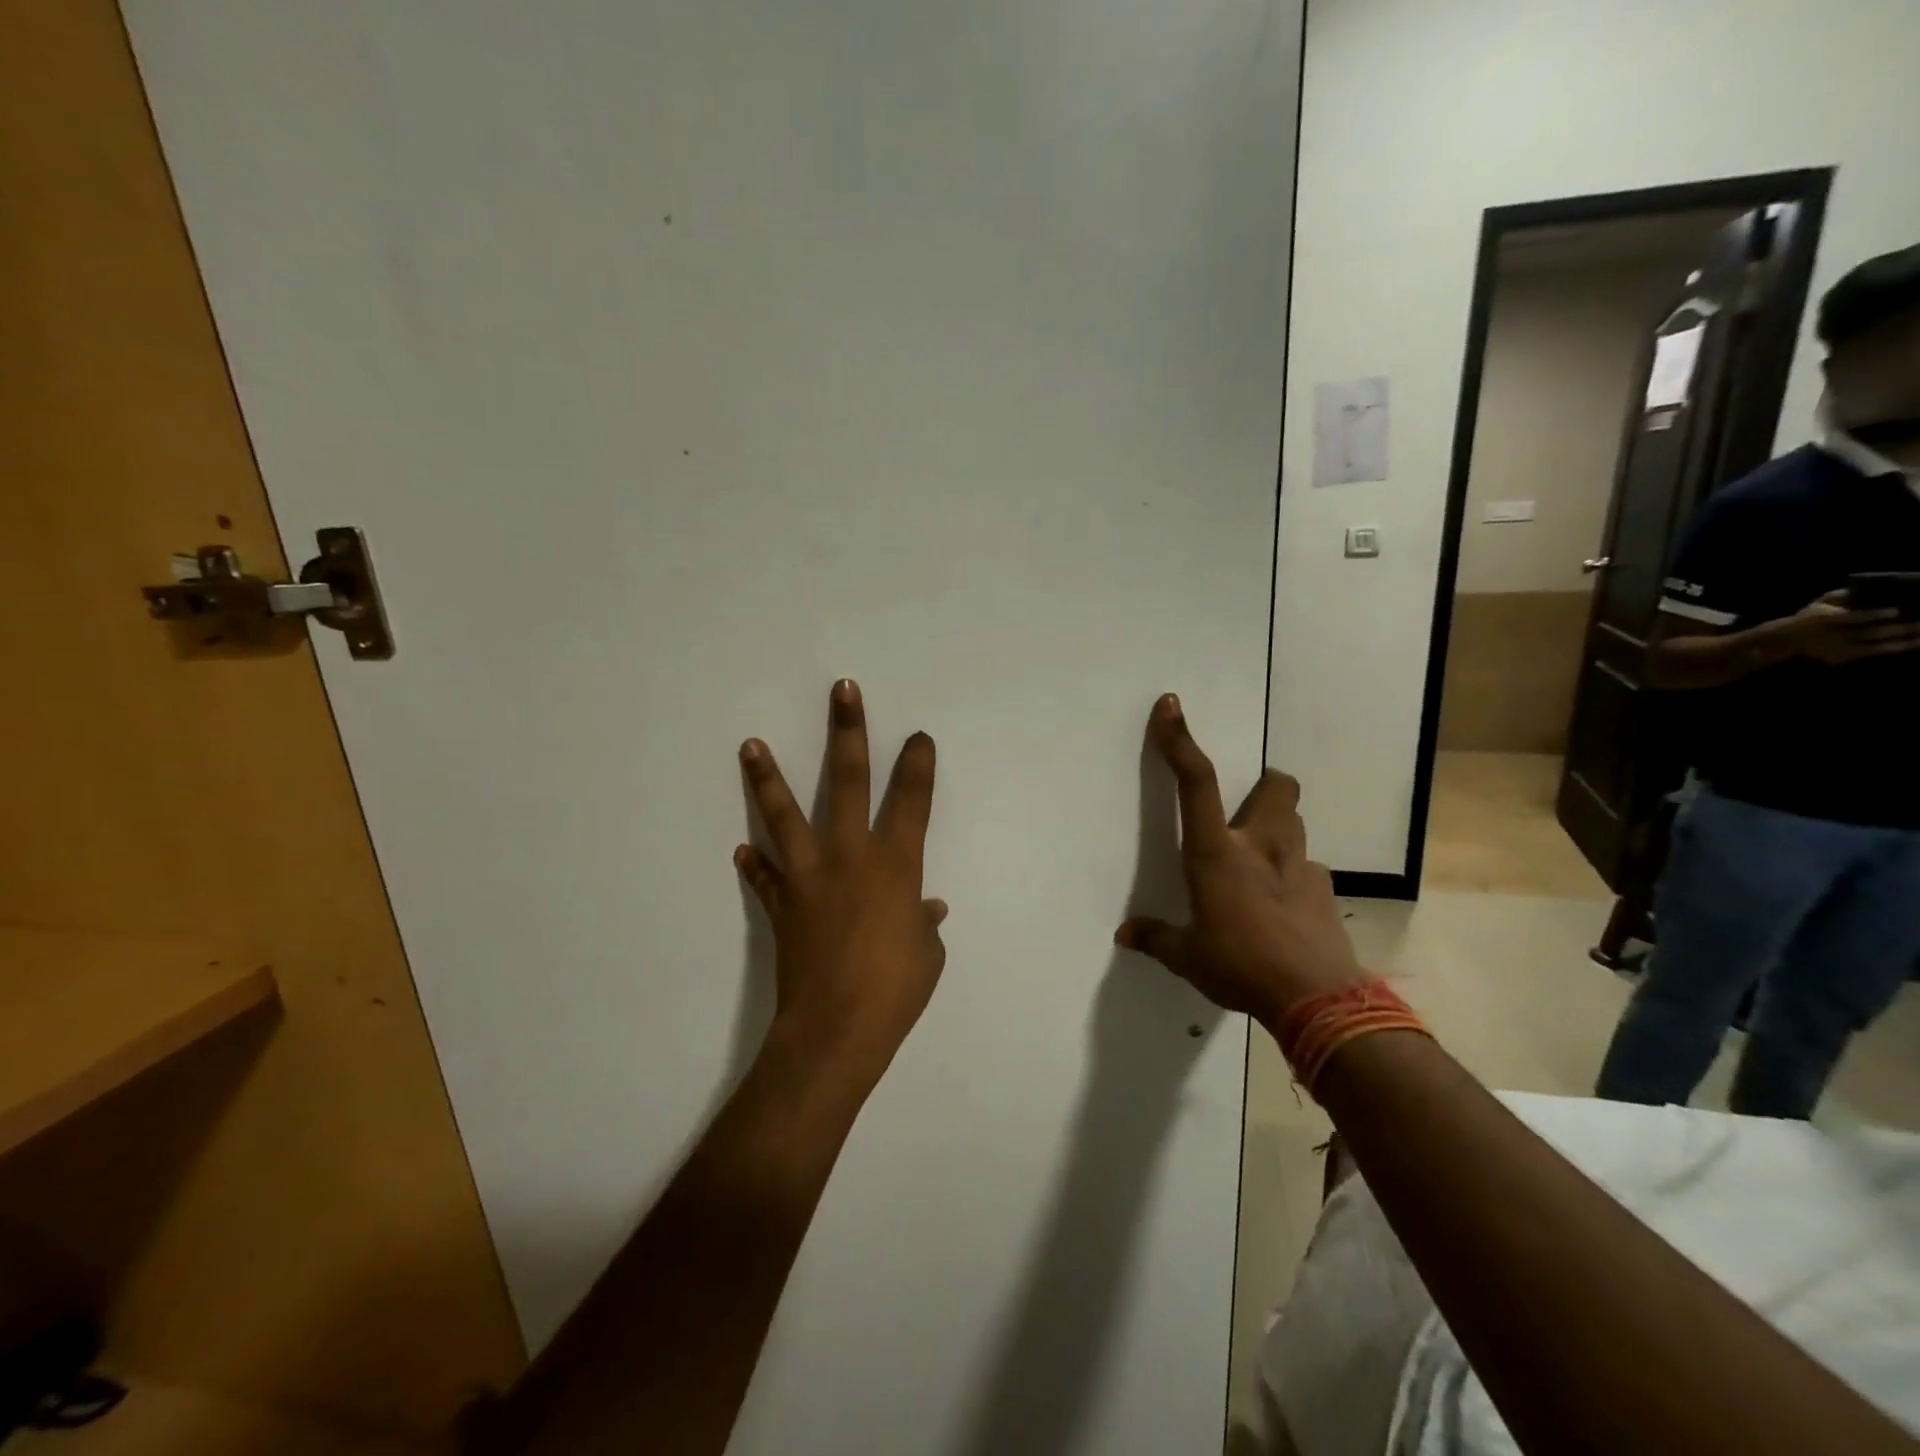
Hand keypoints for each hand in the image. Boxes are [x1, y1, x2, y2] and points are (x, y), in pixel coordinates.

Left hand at [736, 681, 946, 1086]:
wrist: (835, 1031)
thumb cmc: (895, 991)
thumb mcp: (927, 955)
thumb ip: (923, 924)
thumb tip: (925, 909)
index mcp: (895, 866)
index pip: (912, 801)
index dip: (918, 765)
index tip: (918, 738)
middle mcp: (851, 857)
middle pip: (848, 782)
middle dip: (848, 732)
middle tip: (842, 691)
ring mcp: (810, 877)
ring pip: (786, 816)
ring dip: (768, 778)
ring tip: (750, 744)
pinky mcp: (783, 904)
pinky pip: (765, 878)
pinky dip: (755, 866)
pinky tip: (742, 849)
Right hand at [1115, 695, 1367, 1028]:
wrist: (1317, 1001)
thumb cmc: (1240, 966)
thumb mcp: (1188, 957)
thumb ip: (1157, 939)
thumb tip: (1125, 935)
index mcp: (1216, 853)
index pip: (1196, 782)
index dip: (1180, 741)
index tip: (1171, 706)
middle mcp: (1260, 846)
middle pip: (1277, 785)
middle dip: (1263, 784)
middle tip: (1245, 810)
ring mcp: (1299, 865)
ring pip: (1295, 821)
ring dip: (1278, 826)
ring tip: (1260, 859)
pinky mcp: (1325, 890)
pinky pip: (1308, 866)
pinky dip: (1294, 874)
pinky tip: (1283, 905)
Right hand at [1774, 591, 1919, 663]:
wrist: (1785, 640)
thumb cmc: (1808, 616)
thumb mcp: (1820, 602)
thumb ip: (1843, 594)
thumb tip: (1872, 588)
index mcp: (1823, 619)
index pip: (1850, 618)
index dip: (1873, 615)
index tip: (1896, 611)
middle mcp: (1831, 635)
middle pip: (1869, 633)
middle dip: (1899, 628)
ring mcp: (1836, 649)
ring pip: (1876, 646)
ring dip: (1904, 640)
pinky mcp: (1841, 658)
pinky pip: (1873, 653)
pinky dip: (1895, 648)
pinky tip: (1915, 643)